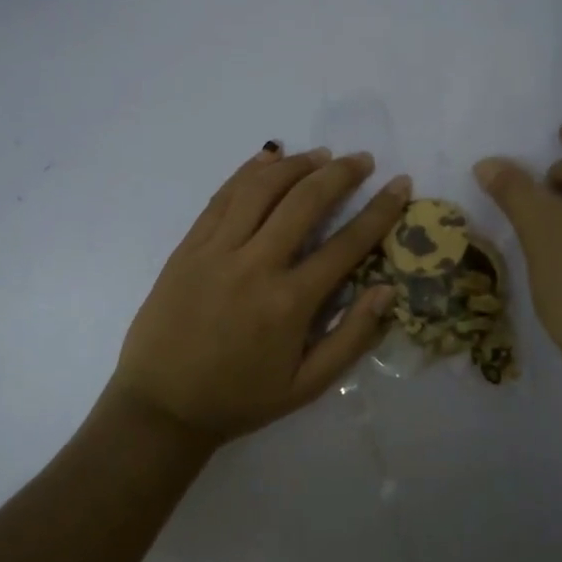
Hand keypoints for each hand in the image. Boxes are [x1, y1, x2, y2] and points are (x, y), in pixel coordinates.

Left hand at [107, 144, 409, 445]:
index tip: (400, 185)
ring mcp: (216, 250)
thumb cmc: (239, 399)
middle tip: (362, 159)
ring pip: (260, 188)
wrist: (161, 405)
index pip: (346, 244)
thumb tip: (387, 289)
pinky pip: (221, 197)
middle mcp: (255, 265)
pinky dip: (248, 171)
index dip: (380, 210)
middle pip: (304, 201)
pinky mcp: (188, 246)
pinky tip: (267, 157)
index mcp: (289, 303)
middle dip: (340, 174)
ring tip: (320, 155)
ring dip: (295, 165)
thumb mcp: (307, 386)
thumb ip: (351, 337)